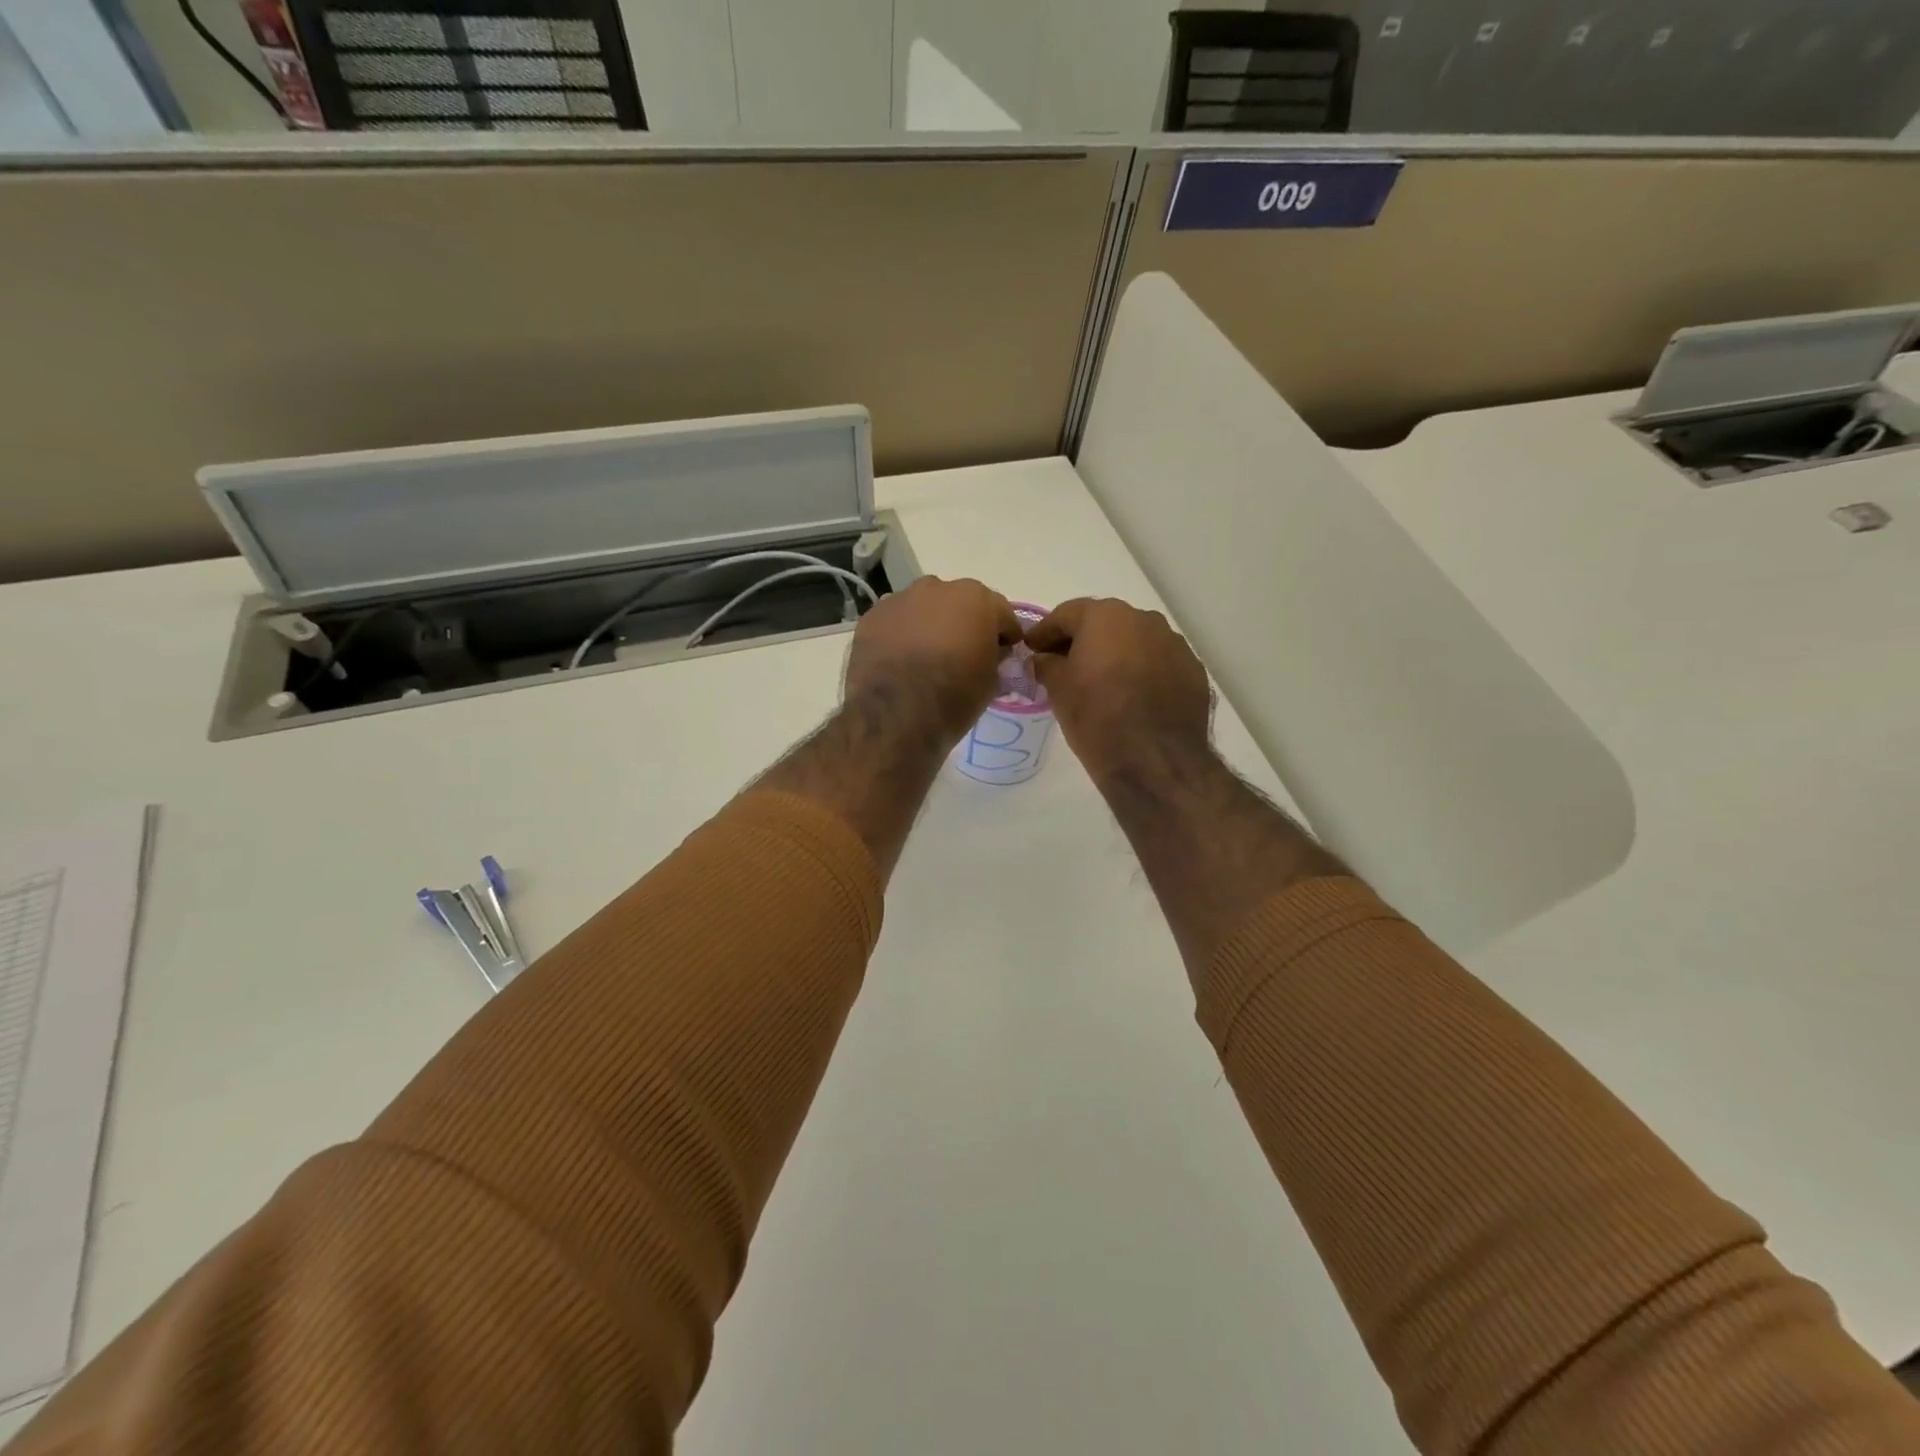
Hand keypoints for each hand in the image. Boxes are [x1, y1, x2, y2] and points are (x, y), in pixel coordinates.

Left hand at [844, 576, 1021, 744]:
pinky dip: (901, 635)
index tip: (1004, 655)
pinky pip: (896, 622)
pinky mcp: (872, 616)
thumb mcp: (991, 682)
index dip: (1005, 636)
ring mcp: (901, 599)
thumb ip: (995, 658)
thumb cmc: (954, 697)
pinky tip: (899, 662)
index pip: (1002, 614)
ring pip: (924, 609)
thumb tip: (990, 653)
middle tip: (962, 654)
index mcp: (976, 599)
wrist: (895, 714)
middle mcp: (938, 588)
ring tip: (926, 658)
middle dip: (964, 624)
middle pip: (959, 604)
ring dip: (930, 626)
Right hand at [1025, 597, 1212, 780]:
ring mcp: (1174, 644)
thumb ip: (1046, 666)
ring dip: (1115, 655)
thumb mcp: (1059, 691)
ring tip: (1100, 682)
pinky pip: (1158, 664)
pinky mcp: (1193, 671)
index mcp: (1106, 617)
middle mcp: (1144, 620)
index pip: (1067, 614)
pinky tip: (1132, 697)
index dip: (1045, 632)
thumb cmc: (1097, 718)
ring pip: (1135, 642)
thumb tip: (1041, 660)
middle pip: (1104, 623)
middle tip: (1063, 664)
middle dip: (1082, 641)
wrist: (1155, 760)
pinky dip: (1141, 672)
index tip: (1031, 648)